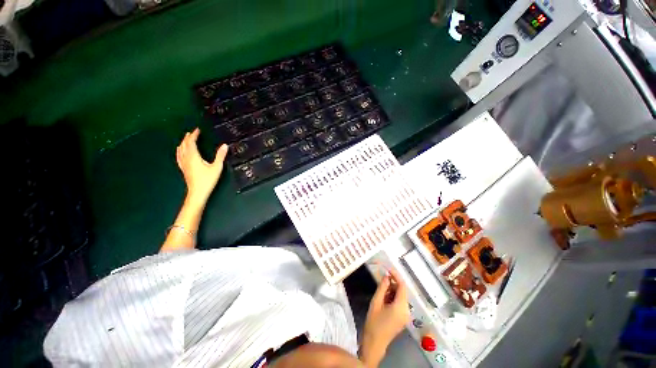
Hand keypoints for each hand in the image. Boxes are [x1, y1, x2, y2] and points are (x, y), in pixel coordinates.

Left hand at [176, 128, 228, 202]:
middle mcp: (186, 158)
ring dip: (183, 143)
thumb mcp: (216, 167)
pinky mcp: (183, 168)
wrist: (197, 192)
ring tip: (186, 139)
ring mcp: (183, 163)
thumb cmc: (207, 180)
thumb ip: (220, 156)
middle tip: (192, 132)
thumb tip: (225, 145)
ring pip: (180, 150)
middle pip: (184, 144)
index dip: (194, 135)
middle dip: (188, 137)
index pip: (191, 142)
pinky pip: (179, 156)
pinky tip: (180, 151)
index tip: (198, 129)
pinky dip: (179, 150)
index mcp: (193, 156)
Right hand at [360, 268, 409, 367]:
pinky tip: (384, 298)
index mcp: (401, 307)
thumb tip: (387, 276)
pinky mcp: (403, 318)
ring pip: (401, 296)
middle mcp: (407, 310)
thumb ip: (382, 287)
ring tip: (381, 291)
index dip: (396, 276)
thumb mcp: (376, 302)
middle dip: (393, 283)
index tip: (388, 269)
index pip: (402, 286)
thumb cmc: (374, 322)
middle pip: (402, 291)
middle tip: (382, 280)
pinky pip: (400, 303)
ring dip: (392, 290)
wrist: (375, 343)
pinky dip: (393, 297)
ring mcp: (406, 315)